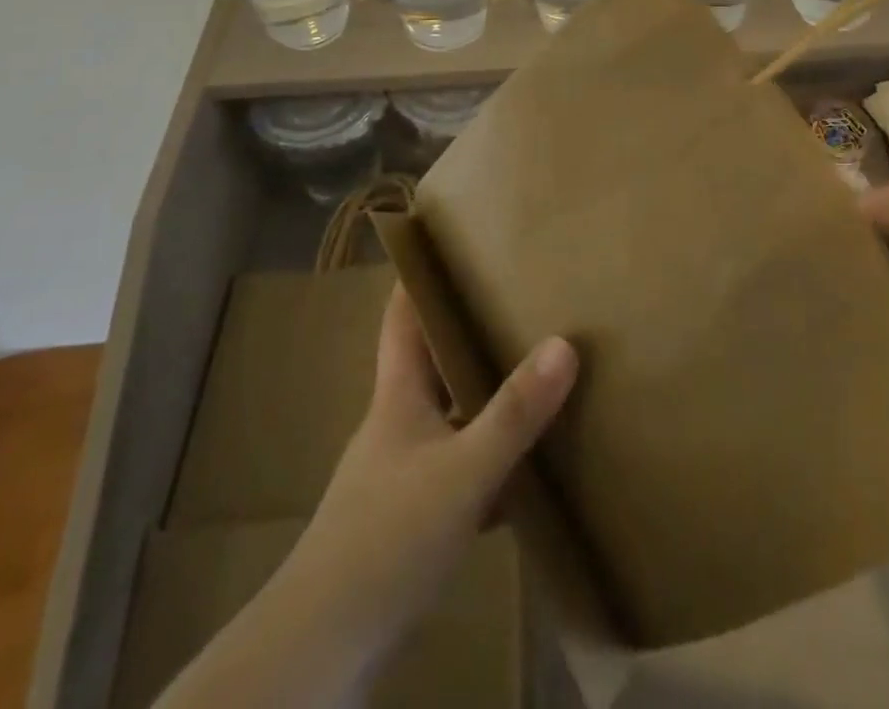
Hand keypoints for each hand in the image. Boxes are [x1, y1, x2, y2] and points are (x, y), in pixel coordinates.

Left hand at [157, 285, 575, 708]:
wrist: (323, 648)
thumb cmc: (387, 538)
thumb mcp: (462, 471)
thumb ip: (514, 413)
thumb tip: (564, 344)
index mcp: (398, 394)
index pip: (402, 314)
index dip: (419, 273)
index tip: (454, 240)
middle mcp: (397, 422)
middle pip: (431, 359)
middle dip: (469, 328)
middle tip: (518, 298)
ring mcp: (402, 471)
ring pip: (450, 414)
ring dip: (484, 395)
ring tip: (534, 370)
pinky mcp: (411, 517)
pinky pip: (460, 467)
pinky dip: (490, 458)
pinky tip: (527, 468)